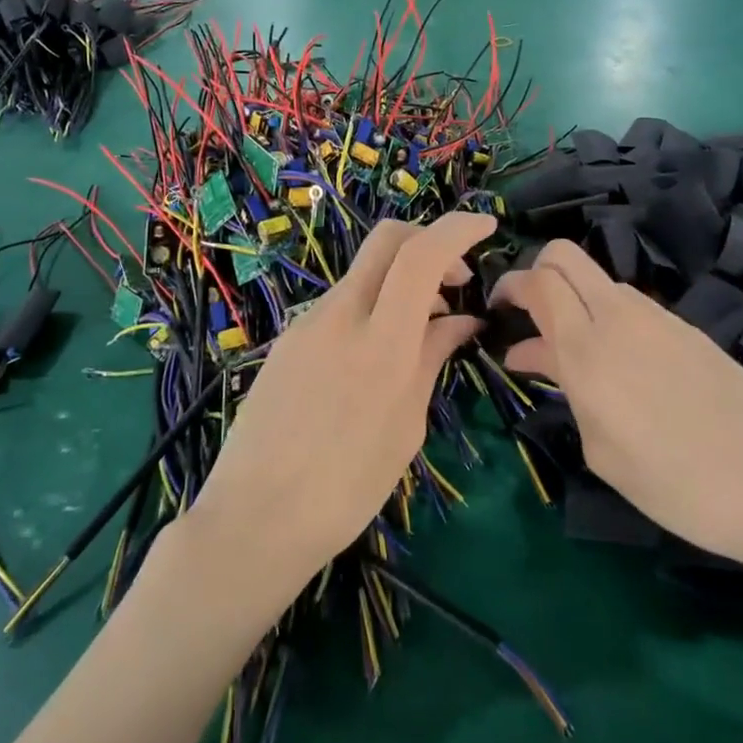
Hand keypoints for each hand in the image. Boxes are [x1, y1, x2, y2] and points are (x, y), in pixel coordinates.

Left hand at [186, 213, 494, 595]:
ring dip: (401, 279)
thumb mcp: (406, 425)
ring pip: (364, 272)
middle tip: (455, 279)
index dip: (458, 228)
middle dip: (428, 240)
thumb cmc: (347, 486)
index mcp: (381, 341)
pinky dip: (373, 304)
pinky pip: (341, 303)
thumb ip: (432, 358)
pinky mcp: (289, 338)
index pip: (421, 254)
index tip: (486, 227)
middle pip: (387, 239)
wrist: (255, 516)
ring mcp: (308, 322)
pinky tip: (380, 349)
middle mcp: (340, 315)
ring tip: (424, 326)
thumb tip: (463, 321)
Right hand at [494, 241, 742, 578]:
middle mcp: (619, 316)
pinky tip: (615, 362)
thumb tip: (535, 354)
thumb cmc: (675, 484)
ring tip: (569, 350)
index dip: (510, 285)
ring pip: (598, 279)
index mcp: (587, 348)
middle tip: (526, 313)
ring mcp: (657, 317)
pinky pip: (630, 304)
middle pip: (565, 255)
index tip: (497, 310)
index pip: (538, 281)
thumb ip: (564, 388)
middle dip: (536, 271)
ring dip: (574, 298)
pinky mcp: (687, 327)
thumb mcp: (600, 449)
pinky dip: (606, 316)